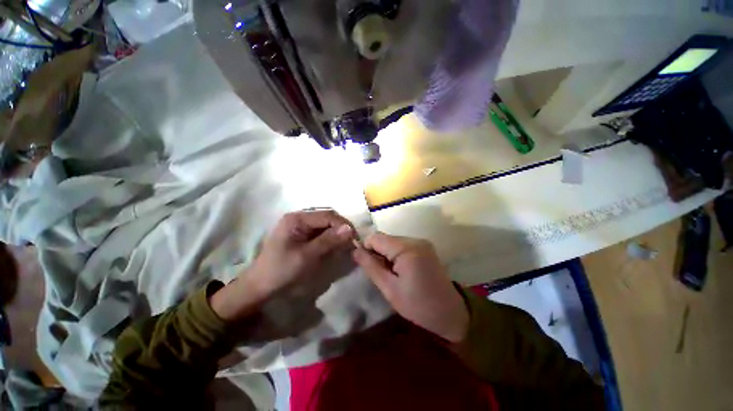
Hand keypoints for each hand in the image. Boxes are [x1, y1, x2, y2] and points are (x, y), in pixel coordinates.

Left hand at [211, 210, 353, 321]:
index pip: (327, 215)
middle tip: (352, 241)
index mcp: (297, 219)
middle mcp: (299, 218)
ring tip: (345, 244)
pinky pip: (320, 232)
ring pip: (325, 224)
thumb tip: (349, 229)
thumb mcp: (306, 256)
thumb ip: (328, 241)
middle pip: (326, 218)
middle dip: (340, 228)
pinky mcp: (301, 234)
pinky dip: (329, 238)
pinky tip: (334, 245)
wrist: (260, 286)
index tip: (355, 238)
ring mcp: (300, 226)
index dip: (343, 224)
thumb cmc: (281, 270)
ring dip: (336, 233)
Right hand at [352, 233, 468, 342]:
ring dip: (387, 254)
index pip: (375, 237)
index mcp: (406, 249)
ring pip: (393, 241)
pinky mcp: (425, 247)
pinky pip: (403, 245)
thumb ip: (371, 267)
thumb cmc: (418, 305)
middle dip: (378, 252)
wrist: (451, 313)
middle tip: (381, 274)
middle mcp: (415, 240)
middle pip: (385, 238)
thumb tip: (355, 251)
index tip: (367, 266)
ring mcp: (422, 242)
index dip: (366, 248)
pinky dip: (397, 255)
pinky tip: (402, 270)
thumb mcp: (390, 289)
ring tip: (392, 274)